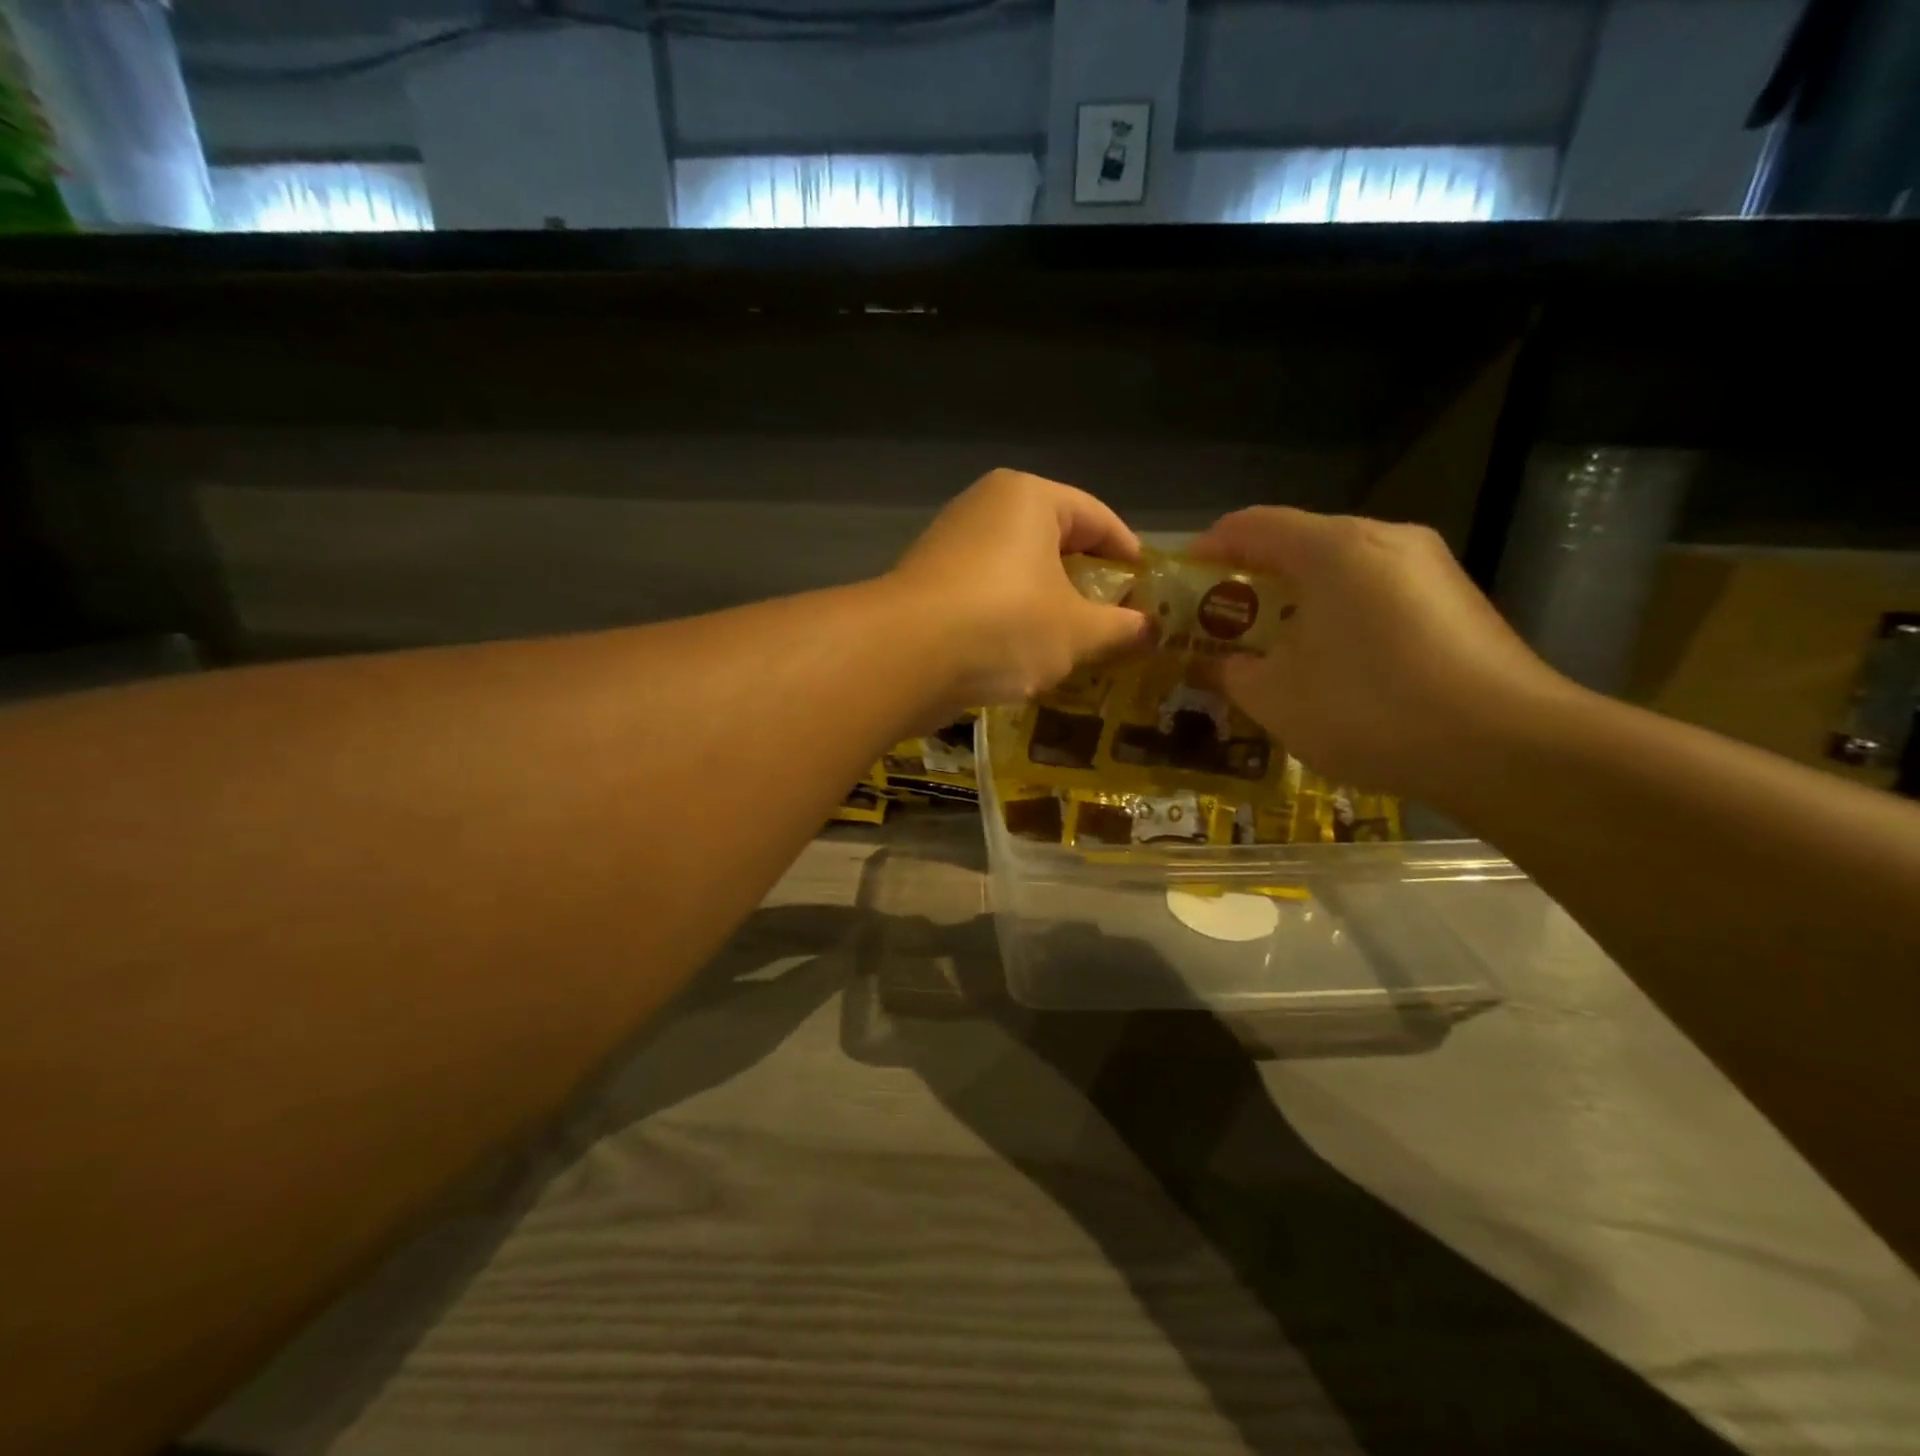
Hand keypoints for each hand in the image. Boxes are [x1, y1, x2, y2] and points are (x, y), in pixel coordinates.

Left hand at [889, 469, 1148, 715]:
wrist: (904, 656)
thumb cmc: (1005, 625)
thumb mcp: (1077, 631)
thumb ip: (1120, 628)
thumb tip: (1151, 630)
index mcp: (1029, 497)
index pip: (1097, 517)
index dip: (1129, 554)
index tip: (1148, 588)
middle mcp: (986, 506)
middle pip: (1054, 540)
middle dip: (1087, 581)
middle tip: (1115, 617)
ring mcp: (950, 543)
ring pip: (1017, 570)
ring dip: (1047, 603)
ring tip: (1074, 641)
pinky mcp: (927, 582)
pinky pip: (986, 593)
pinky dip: (1010, 617)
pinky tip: (1024, 652)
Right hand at [1191, 508, 1571, 800]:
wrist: (1508, 749)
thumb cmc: (1369, 710)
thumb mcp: (1275, 697)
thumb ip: (1230, 671)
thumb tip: (1214, 664)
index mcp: (1333, 548)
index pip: (1251, 525)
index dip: (1207, 550)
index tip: (1180, 583)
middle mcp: (1385, 540)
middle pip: (1298, 544)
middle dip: (1250, 581)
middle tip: (1219, 623)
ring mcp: (1429, 568)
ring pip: (1340, 570)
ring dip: (1294, 601)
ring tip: (1270, 647)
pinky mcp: (1456, 602)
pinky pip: (1376, 593)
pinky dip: (1337, 615)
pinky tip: (1330, 663)